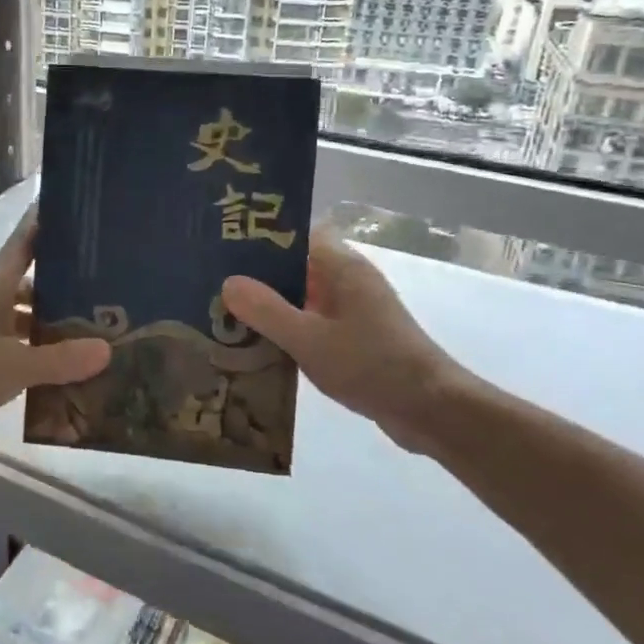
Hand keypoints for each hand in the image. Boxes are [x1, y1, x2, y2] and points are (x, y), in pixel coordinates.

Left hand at [0, 211, 110, 429]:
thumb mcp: (15, 366)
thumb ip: (61, 359)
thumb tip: (106, 349)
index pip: (24, 241)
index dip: (46, 222)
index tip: (74, 207)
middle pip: (30, 279)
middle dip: (63, 280)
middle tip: (105, 281)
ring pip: (23, 312)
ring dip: (50, 318)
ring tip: (91, 326)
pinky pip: (15, 341)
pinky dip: (36, 347)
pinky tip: (61, 362)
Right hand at [222, 228, 474, 452]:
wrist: (431, 410)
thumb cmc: (371, 365)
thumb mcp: (309, 339)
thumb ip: (267, 310)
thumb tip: (228, 282)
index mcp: (341, 266)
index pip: (297, 234)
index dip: (262, 236)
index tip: (223, 245)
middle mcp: (348, 280)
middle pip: (295, 265)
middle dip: (257, 274)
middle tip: (212, 282)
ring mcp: (354, 309)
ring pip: (302, 296)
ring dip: (270, 305)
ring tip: (223, 313)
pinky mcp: (356, 337)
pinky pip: (313, 322)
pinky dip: (288, 328)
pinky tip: (257, 344)